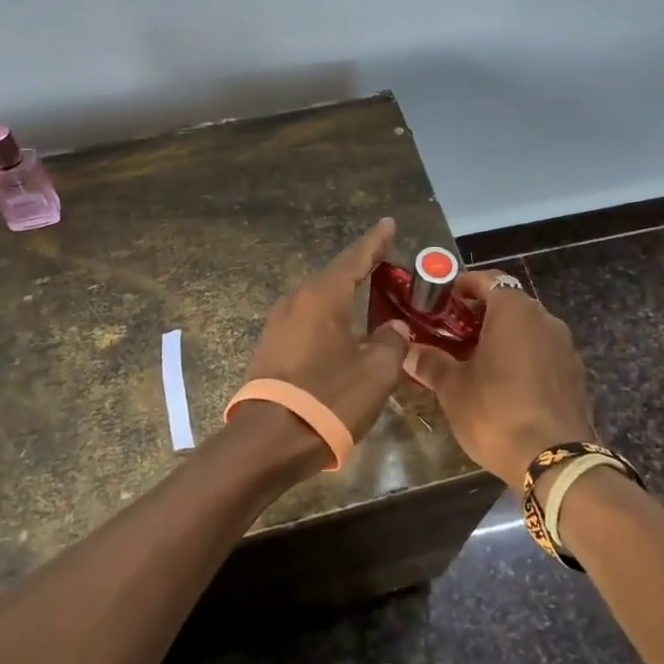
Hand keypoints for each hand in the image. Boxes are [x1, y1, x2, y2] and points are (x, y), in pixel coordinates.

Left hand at [235, 218, 412, 453]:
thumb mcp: (376, 371)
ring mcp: (278, 323)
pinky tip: (342, 331)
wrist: (269, 440)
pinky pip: (307, 320)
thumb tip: (393, 328)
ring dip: (344, 296)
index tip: (388, 223)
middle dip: (361, 270)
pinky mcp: (270, 347)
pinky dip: (329, 318)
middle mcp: (297, 300)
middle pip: (335, 276)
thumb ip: (392, 341)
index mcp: (323, 296)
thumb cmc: (329, 398)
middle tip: (386, 266)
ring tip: (368, 297)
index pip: (355, 258)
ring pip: (319, 300)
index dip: (375, 241)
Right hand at [406, 271, 595, 483]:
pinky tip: (506, 384)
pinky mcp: (575, 374)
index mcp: (513, 310)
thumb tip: (407, 351)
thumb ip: (430, 363)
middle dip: (480, 314)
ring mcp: (565, 347)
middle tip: (452, 333)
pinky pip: (543, 353)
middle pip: (508, 303)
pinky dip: (524, 358)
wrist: (555, 462)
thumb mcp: (453, 388)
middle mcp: (544, 318)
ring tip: (476, 360)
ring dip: (504, 336)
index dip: (461, 286)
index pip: (486, 279)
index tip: (441, 302)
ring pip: (528, 329)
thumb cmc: (496, 412)